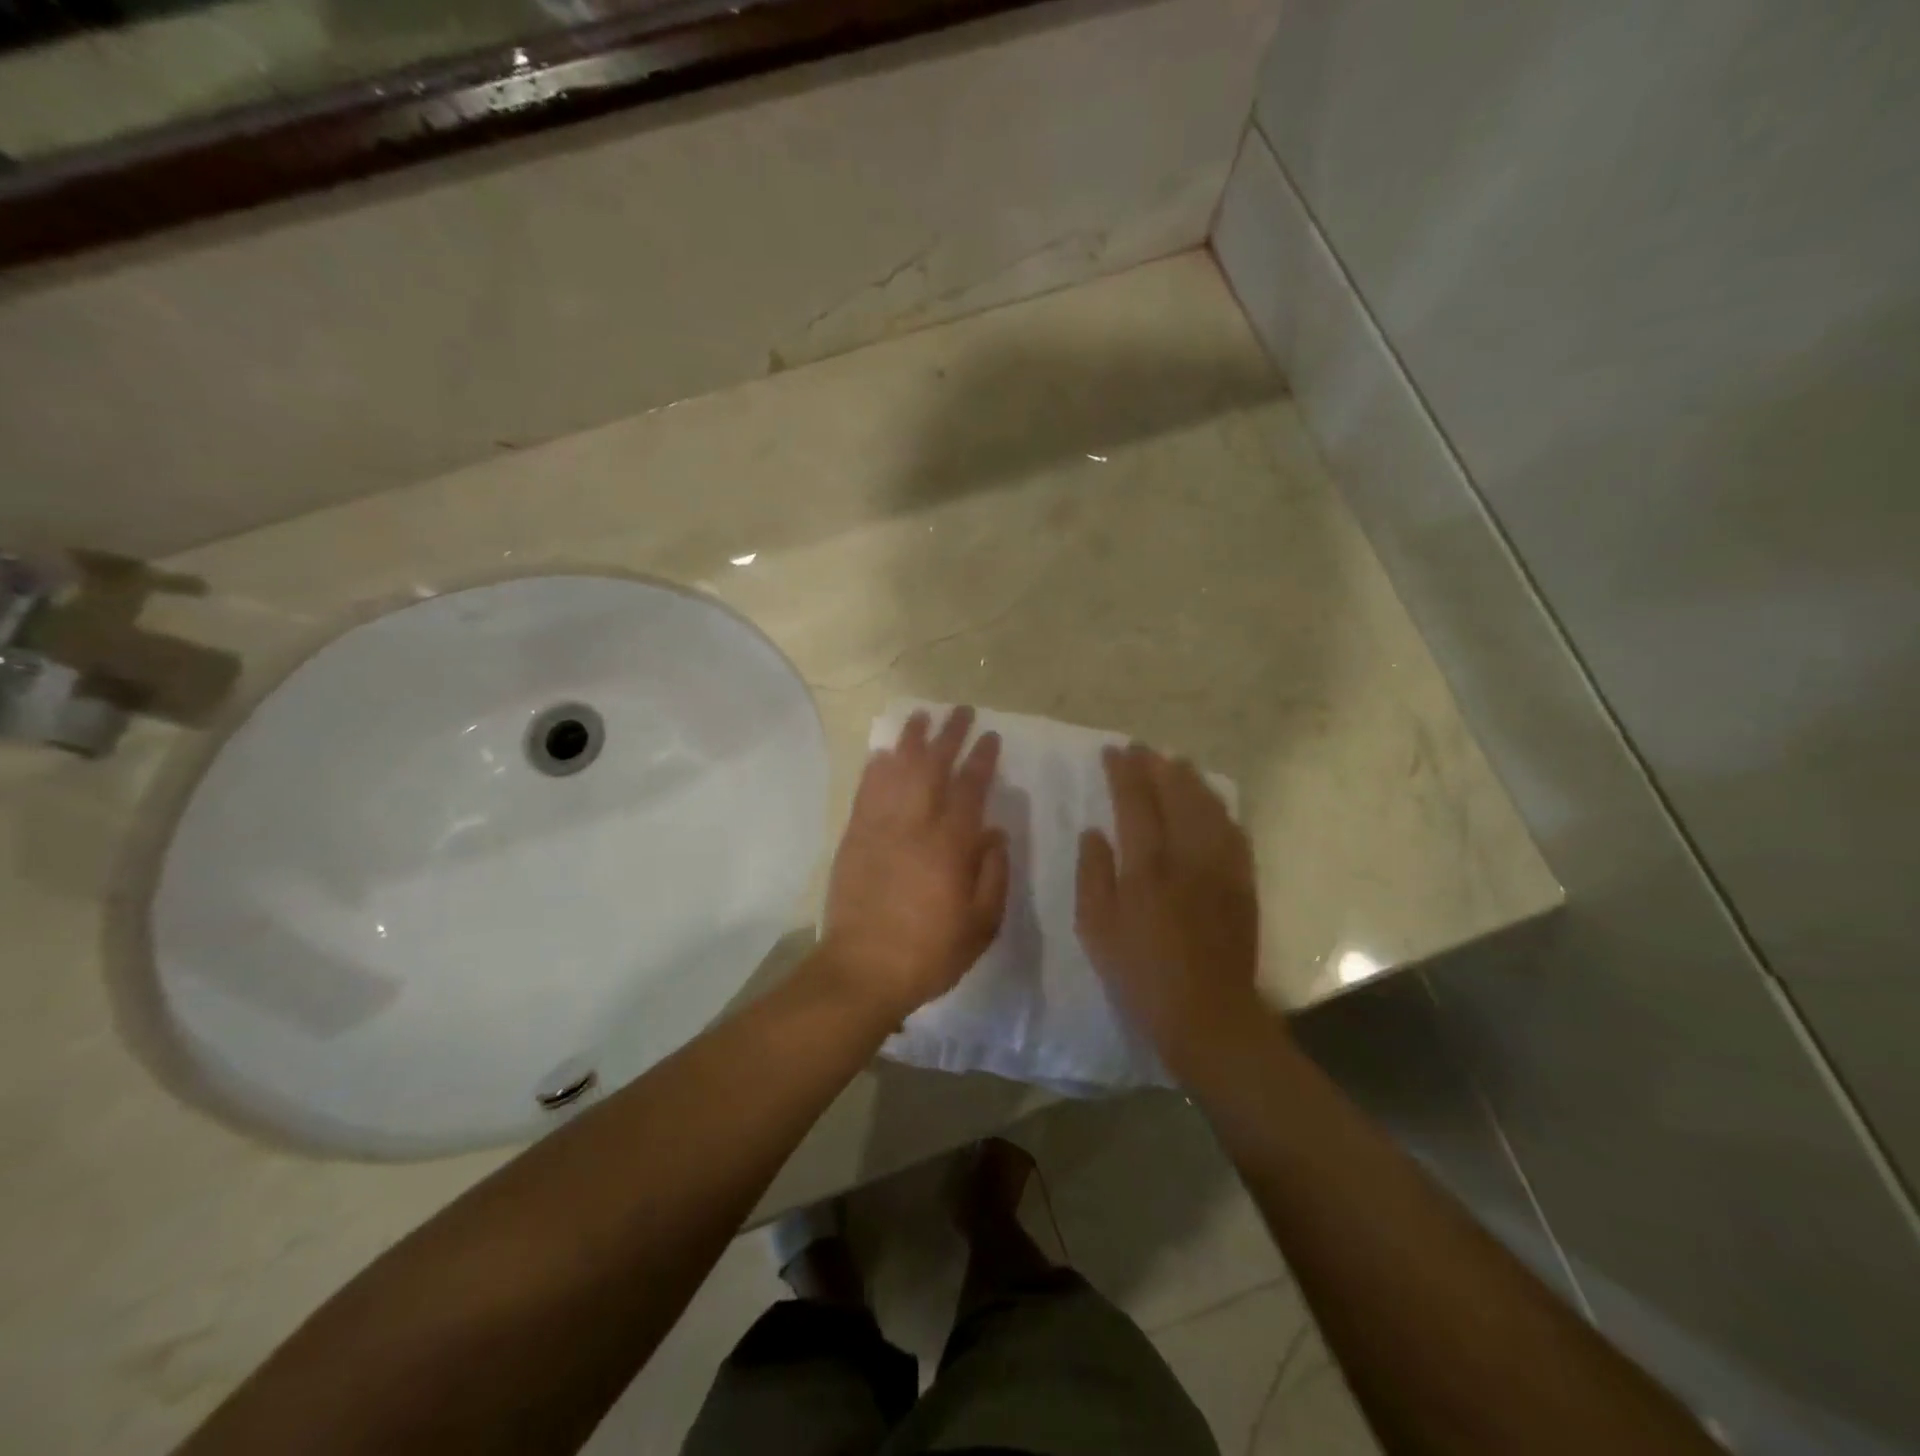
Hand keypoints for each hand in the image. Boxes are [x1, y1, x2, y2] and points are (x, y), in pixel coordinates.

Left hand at [821, 706, 1009, 1021]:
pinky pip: (866, 791)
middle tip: (960, 711)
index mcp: (951, 846)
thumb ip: (993, 873)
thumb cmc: (930, 952)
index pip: (970, 788)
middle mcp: (915, 826)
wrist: (863, 971)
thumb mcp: (982, 924)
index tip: (990, 735)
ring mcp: (879, 828)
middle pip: (932, 767)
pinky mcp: (854, 837)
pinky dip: (876, 768)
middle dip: (948, 735)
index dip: (981, 758)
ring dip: (910, 740)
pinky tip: (883, 752)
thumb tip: (994, 831)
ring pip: (896, 770)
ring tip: (920, 716)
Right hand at [1076, 744, 1267, 1079]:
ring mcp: (1221, 867)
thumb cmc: (1141, 972)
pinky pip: (1234, 832)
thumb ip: (1093, 874)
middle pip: (1175, 795)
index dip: (1123, 772)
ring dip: (1190, 780)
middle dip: (1156, 766)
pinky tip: (1212, 804)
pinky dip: (1220, 809)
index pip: (1135, 802)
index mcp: (1147, 865)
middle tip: (1142, 749)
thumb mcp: (1096, 927)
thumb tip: (1093, 831)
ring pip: (1208, 807)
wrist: (1207, 1012)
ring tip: (1176, 763)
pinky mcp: (1242, 883)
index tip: (1113, 750)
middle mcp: (1187, 855)